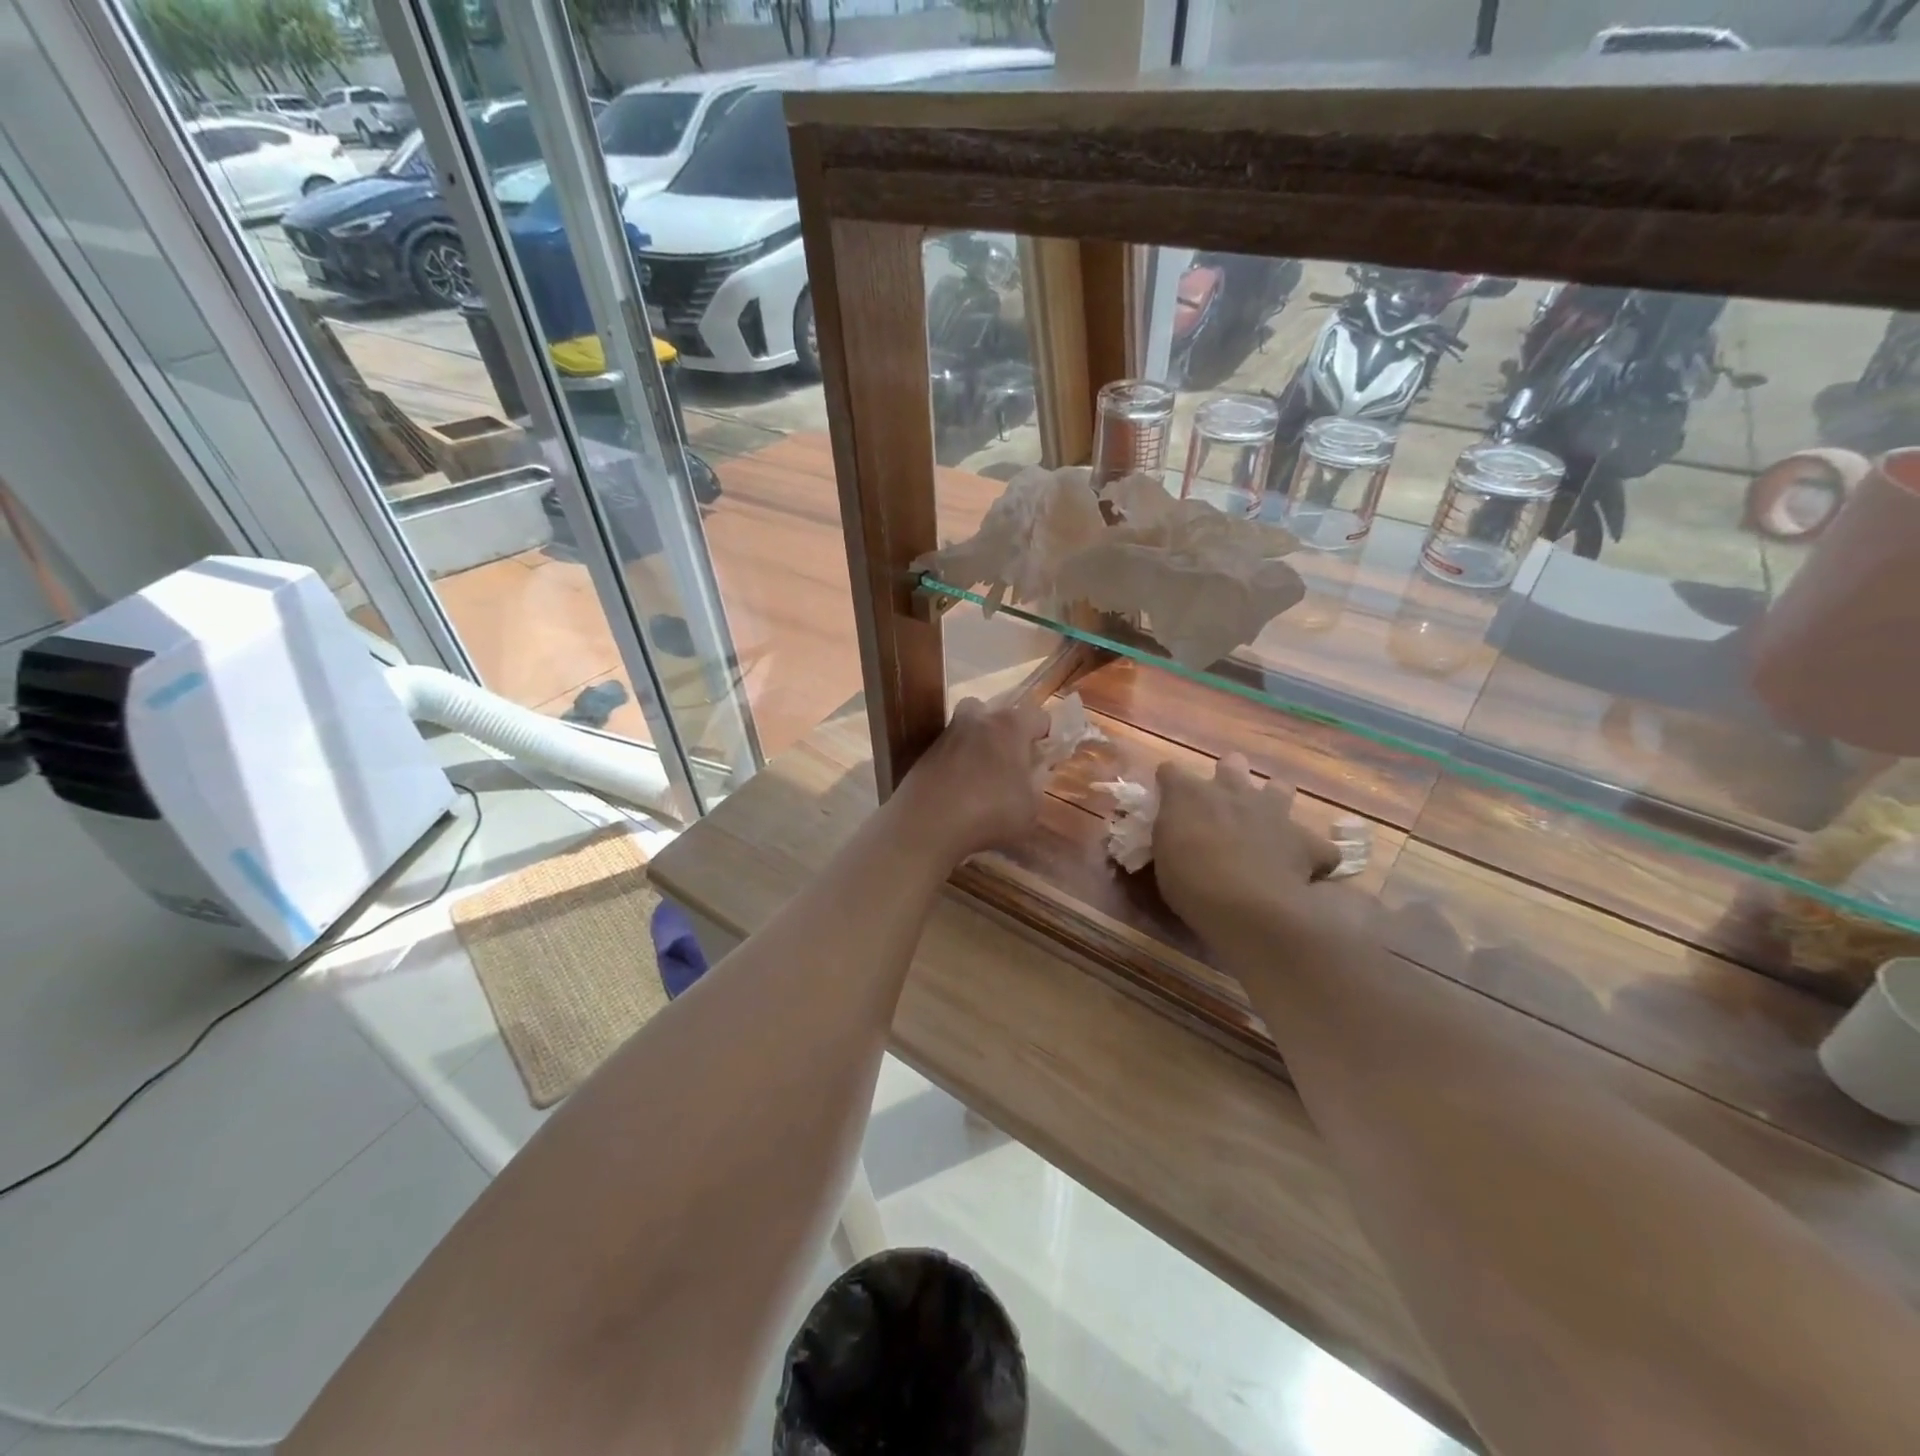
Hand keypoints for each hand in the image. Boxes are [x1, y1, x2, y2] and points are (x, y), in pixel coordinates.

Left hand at [890, 695, 1049, 863]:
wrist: (926, 824)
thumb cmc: (990, 812)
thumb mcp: (1030, 807)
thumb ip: (1037, 783)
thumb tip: (1035, 770)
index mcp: (1009, 725)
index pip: (1038, 716)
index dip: (1046, 734)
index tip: (1046, 755)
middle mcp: (977, 719)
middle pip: (998, 714)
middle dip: (1008, 733)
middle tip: (1013, 761)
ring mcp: (947, 733)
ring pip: (970, 727)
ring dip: (980, 743)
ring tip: (984, 774)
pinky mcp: (926, 751)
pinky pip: (951, 749)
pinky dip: (958, 761)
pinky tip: (961, 788)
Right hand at [1152, 754, 1338, 945]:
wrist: (1247, 904)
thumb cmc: (1189, 881)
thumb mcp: (1163, 857)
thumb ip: (1169, 836)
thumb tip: (1174, 831)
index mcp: (1190, 795)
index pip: (1171, 771)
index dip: (1169, 781)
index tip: (1167, 795)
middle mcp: (1233, 792)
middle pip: (1232, 764)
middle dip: (1228, 773)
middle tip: (1222, 801)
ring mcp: (1273, 813)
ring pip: (1281, 788)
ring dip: (1274, 799)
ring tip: (1268, 822)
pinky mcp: (1306, 842)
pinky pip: (1317, 845)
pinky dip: (1311, 855)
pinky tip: (1304, 868)